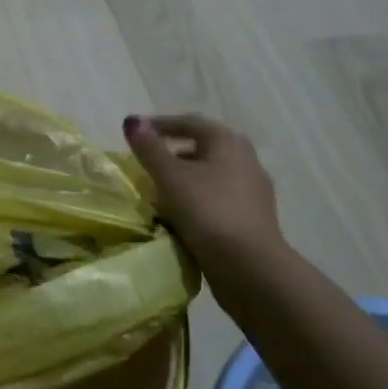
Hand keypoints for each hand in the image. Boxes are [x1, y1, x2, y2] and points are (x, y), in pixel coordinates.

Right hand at [123, 113, 280, 274]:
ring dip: (186, 179)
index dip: (161, 124)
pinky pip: (219, 200)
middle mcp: (246, 160)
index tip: (137, 132)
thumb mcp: (170, 176)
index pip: (190, 122)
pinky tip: (181, 216)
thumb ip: (149, 148)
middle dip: (174, 154)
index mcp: (228, 142)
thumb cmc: (207, 210)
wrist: (250, 267)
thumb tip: (132, 121)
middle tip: (148, 163)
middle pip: (203, 148)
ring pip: (211, 176)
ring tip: (160, 192)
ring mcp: (253, 192)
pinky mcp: (254, 219)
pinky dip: (198, 201)